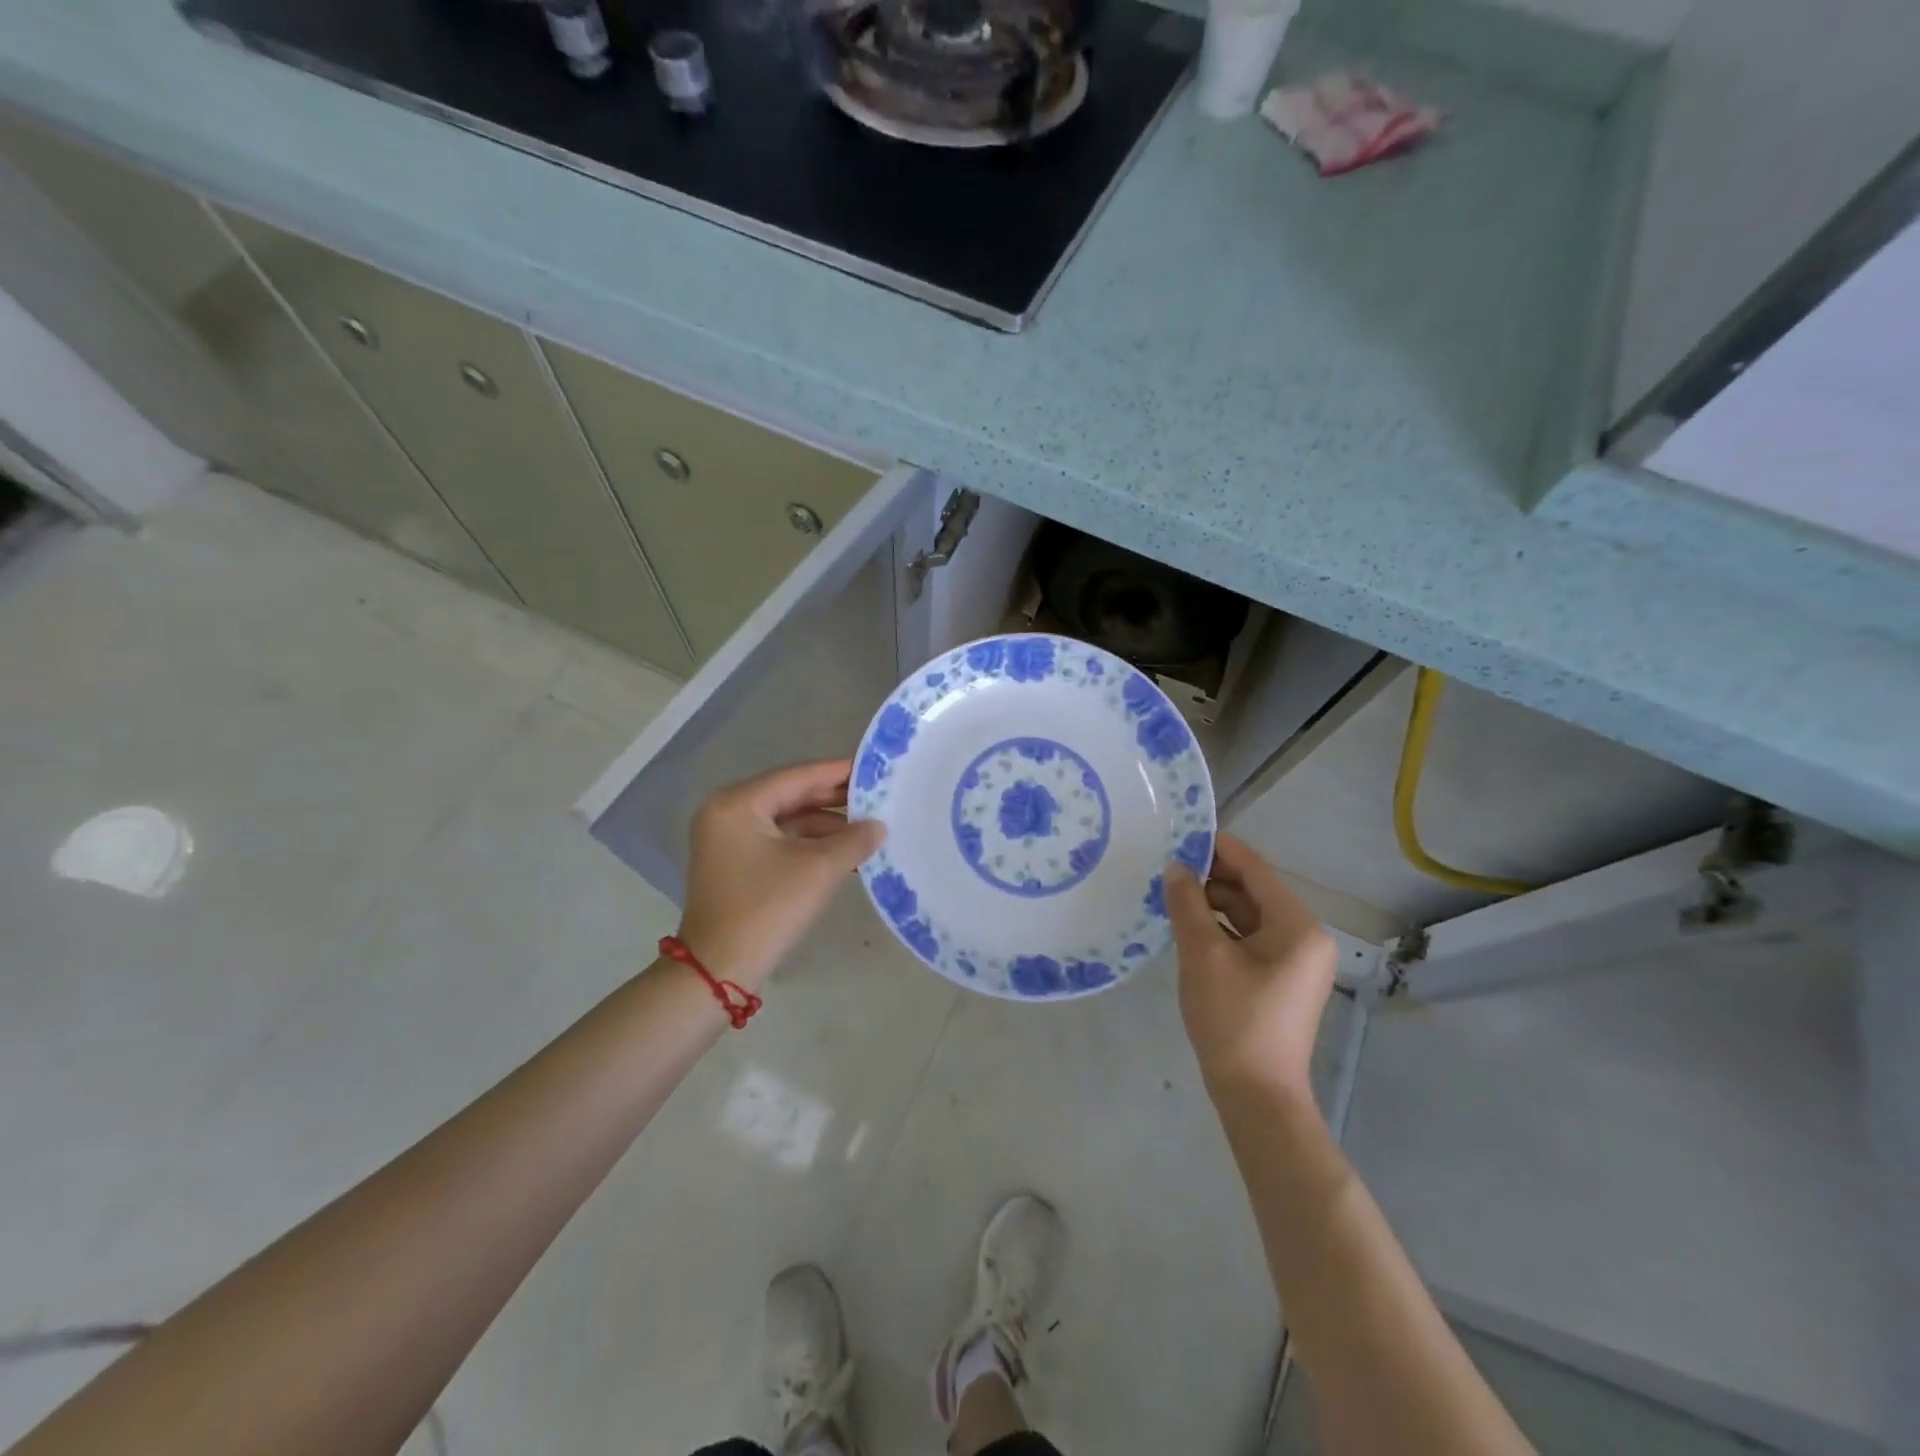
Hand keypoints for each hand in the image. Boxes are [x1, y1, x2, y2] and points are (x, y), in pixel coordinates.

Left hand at [675, 759, 884, 990]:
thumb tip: (879, 825)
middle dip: (835, 799)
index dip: (839, 772)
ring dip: (826, 825)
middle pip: (791, 795)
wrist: (719, 971)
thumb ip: (854, 840)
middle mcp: (727, 812)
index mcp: (738, 803)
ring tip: (869, 828)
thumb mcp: (818, 870)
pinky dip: (810, 844)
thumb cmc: (766, 910)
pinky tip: (844, 852)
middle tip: (878, 796)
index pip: (798, 776)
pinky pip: (779, 841)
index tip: (875, 768)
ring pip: (787, 820)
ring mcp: (728, 839)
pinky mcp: (735, 863)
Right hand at [1165, 833, 1338, 1101]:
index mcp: (1297, 926)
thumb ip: (1187, 904)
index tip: (1181, 834)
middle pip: (1253, 891)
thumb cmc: (1233, 1020)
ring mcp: (1295, 961)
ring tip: (1171, 895)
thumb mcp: (1202, 955)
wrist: (1256, 1095)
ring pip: (1249, 916)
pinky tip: (1188, 927)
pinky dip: (1221, 929)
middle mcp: (1305, 937)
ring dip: (1212, 904)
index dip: (1218, 848)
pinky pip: (1249, 939)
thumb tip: (1175, 867)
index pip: (1255, 870)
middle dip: (1211, 878)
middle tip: (1167, 868)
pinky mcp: (1281, 980)